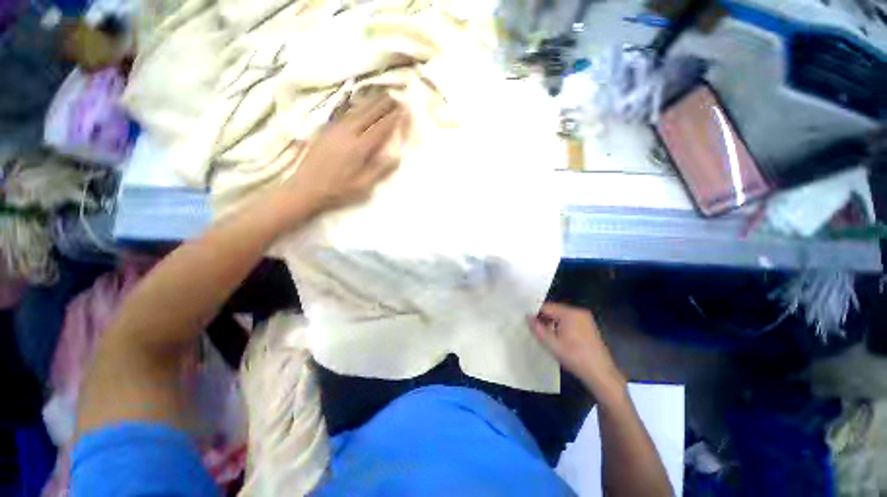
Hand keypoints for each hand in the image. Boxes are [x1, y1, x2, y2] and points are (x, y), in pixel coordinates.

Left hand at [284, 94, 404, 214]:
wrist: (305, 189)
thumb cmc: (338, 191)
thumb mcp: (363, 186)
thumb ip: (379, 169)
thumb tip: (396, 155)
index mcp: (359, 147)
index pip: (380, 128)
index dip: (393, 118)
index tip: (404, 109)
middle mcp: (347, 133)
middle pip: (368, 114)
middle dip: (383, 104)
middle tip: (395, 95)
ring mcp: (334, 129)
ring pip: (356, 111)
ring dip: (370, 102)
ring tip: (381, 95)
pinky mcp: (325, 130)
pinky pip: (344, 114)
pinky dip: (356, 107)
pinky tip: (359, 106)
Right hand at [529, 303, 626, 396]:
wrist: (601, 374)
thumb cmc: (575, 357)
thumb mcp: (552, 345)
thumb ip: (537, 329)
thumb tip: (527, 318)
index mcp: (570, 313)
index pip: (547, 307)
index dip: (535, 313)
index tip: (526, 320)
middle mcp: (578, 312)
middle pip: (554, 310)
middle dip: (543, 318)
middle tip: (533, 328)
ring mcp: (585, 319)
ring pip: (561, 316)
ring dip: (552, 322)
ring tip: (543, 333)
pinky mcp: (589, 326)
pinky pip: (569, 321)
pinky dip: (561, 325)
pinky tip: (557, 337)